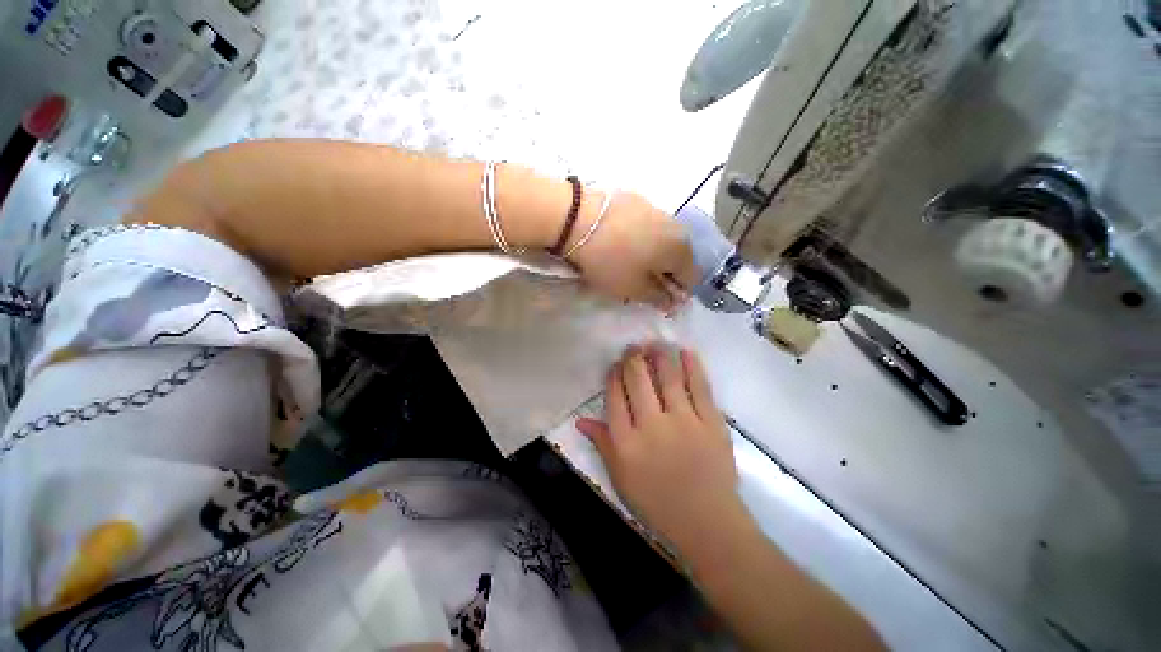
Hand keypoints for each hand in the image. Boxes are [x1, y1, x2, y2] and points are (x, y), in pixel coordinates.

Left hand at [569, 192, 698, 311]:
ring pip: (663, 240)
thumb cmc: (611, 260)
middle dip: (665, 274)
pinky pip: (647, 226)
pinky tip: (620, 243)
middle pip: (678, 257)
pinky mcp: (636, 199)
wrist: (578, 219)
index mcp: (681, 249)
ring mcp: (656, 209)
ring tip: (629, 263)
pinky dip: (641, 238)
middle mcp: (676, 226)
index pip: (691, 279)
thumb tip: (672, 301)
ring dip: (653, 256)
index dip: (677, 294)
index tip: (658, 300)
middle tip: (641, 283)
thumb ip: (658, 298)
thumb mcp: (634, 289)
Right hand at [576, 345, 741, 551]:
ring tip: (655, 343)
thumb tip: (581, 420)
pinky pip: (700, 387)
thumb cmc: (658, 503)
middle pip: (638, 381)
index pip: (615, 397)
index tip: (615, 364)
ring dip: (660, 356)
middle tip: (633, 347)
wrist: (707, 523)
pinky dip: (692, 367)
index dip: (614, 376)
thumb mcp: (621, 478)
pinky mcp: (711, 422)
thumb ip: (602, 444)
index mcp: (627, 441)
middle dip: (633, 359)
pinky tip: (686, 352)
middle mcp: (652, 425)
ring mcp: (684, 421)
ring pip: (668, 378)